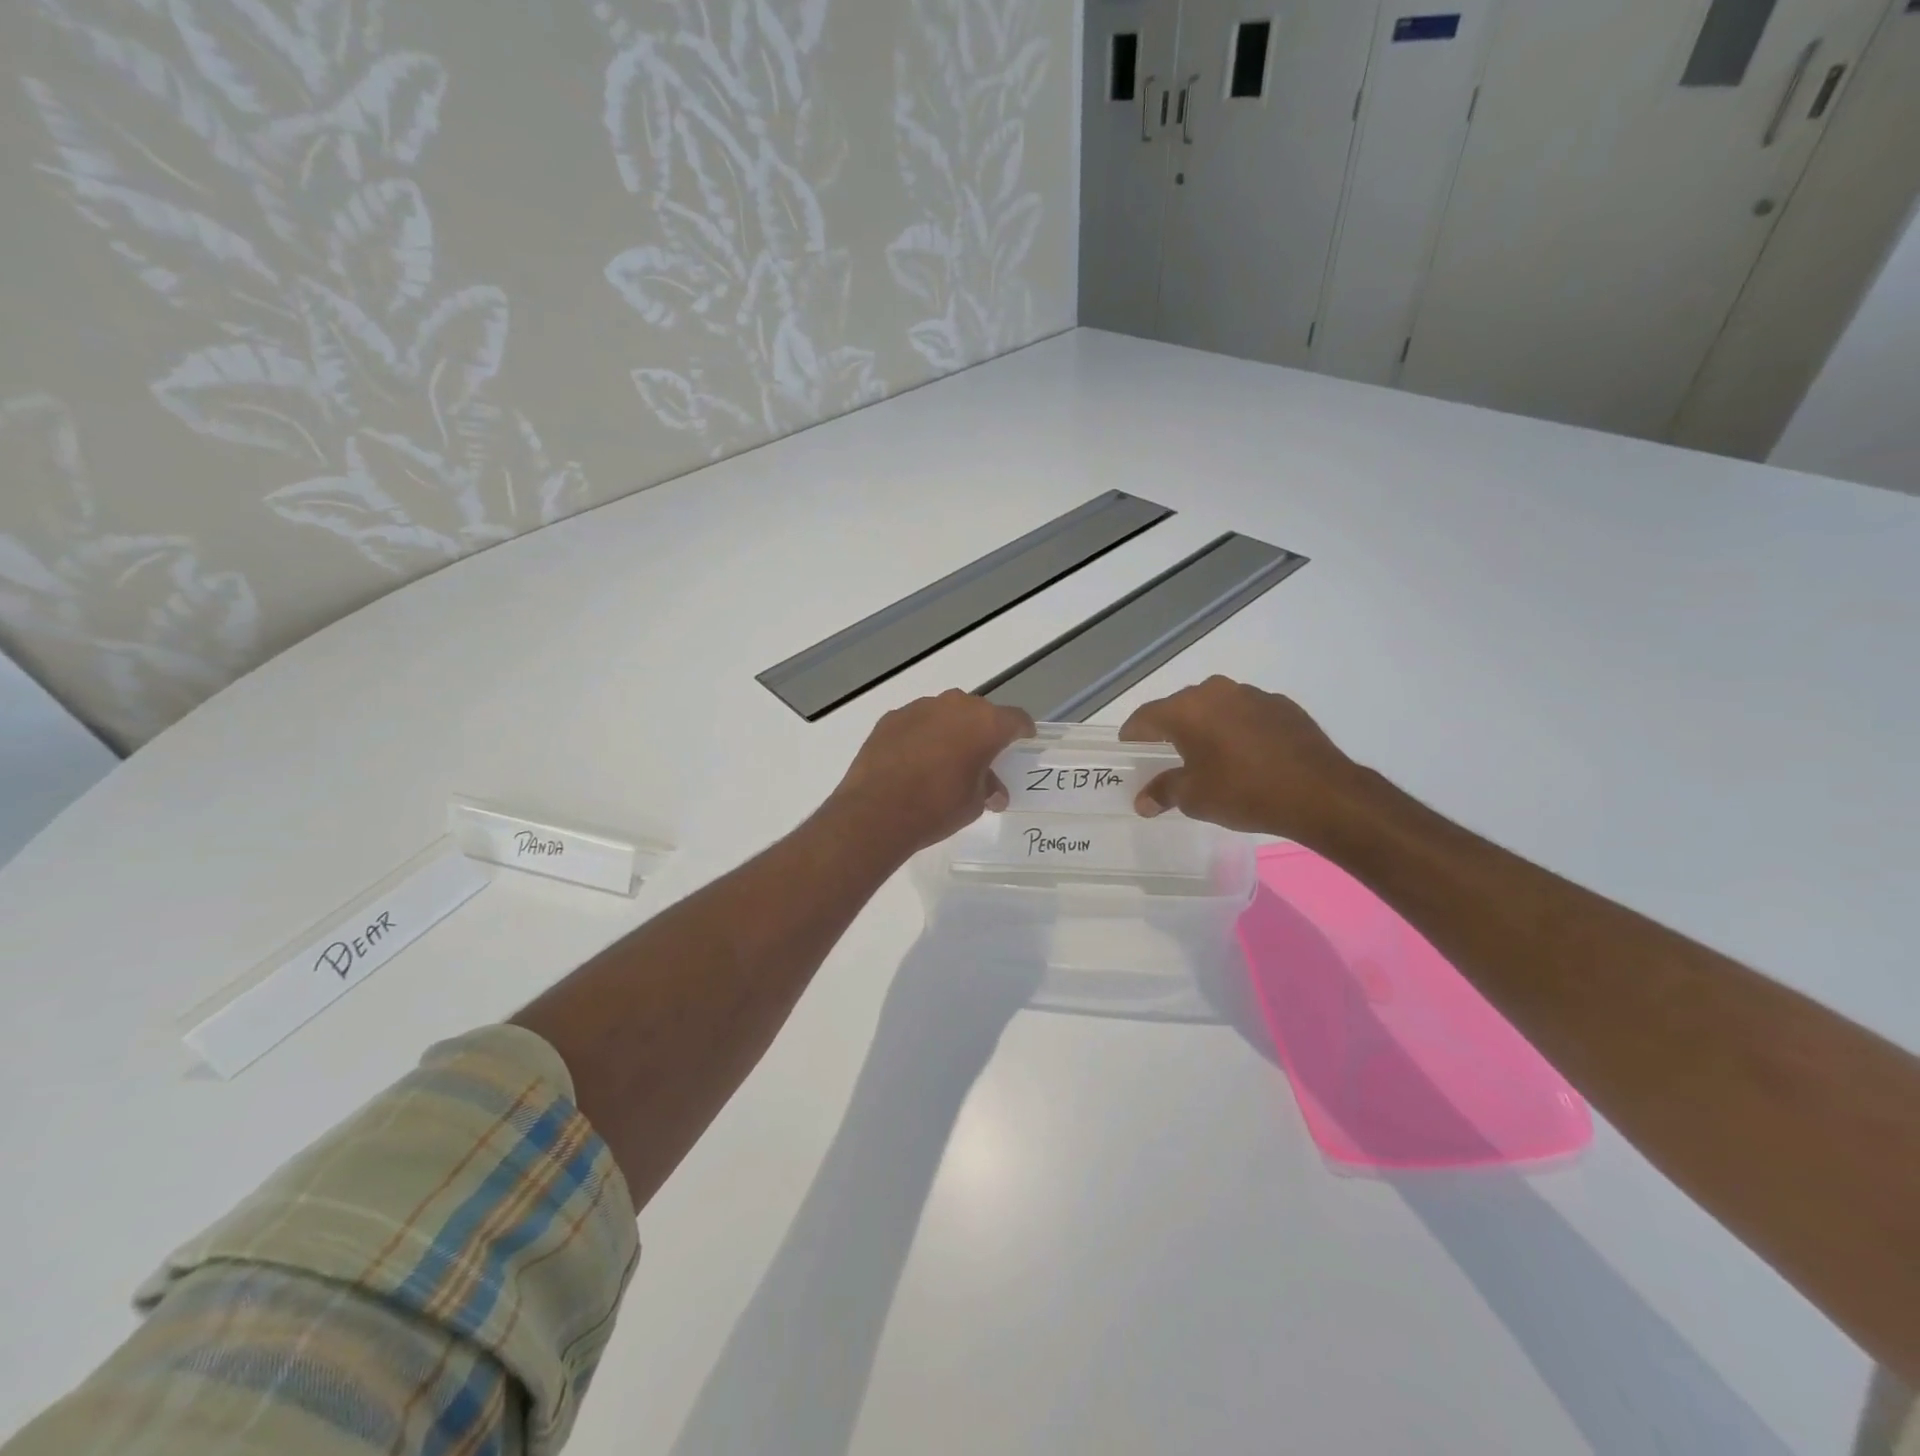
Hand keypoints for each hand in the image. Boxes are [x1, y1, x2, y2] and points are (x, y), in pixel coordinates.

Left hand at [824, 690, 1034, 860]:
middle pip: (979, 713)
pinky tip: (912, 761)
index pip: (1016, 719)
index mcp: (986, 724)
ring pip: (945, 714)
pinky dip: (920, 735)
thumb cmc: (938, 807)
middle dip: (982, 731)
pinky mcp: (891, 717)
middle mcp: (955, 706)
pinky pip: (916, 722)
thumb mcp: (974, 804)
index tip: (1022, 742)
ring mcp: (920, 708)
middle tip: (979, 757)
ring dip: (949, 731)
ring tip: (942, 760)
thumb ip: (988, 788)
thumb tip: (993, 791)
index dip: (1021, 731)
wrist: (877, 811)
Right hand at [1119, 676, 1361, 840]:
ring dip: (1207, 728)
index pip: (1145, 717)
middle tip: (1167, 758)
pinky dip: (1238, 730)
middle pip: (1180, 708)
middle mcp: (1216, 692)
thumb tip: (1143, 800)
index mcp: (1186, 710)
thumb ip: (1163, 792)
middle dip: (1170, 731)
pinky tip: (1247, 757)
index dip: (1133, 735)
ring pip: (1215, 708)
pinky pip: (1246, 714)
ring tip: (1210, 758)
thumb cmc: (1244, 792)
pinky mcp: (1282, 705)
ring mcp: (1252, 694)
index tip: (1129, 752)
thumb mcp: (1194, 798)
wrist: (1320, 792)